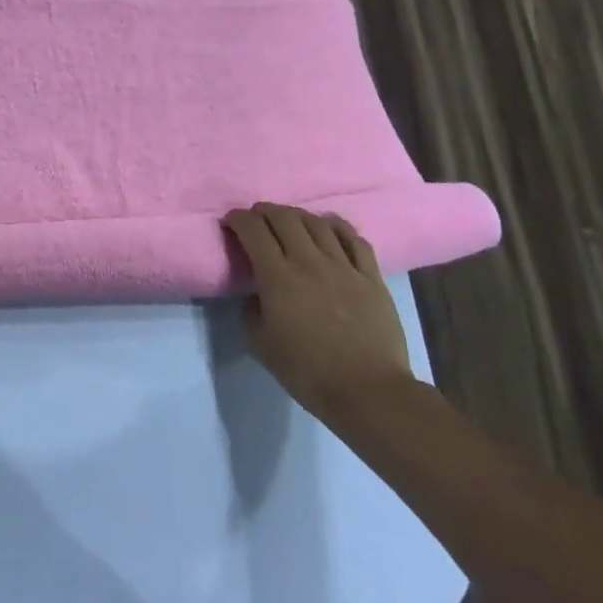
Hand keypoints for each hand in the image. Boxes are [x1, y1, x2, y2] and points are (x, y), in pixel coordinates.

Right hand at [221, 203, 412, 421]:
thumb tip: (258, 294)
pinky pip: (354, 240)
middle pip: (285, 218)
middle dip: (265, 211)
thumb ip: (252, 310)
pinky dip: (336, 226)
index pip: (253, 231)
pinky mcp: (372, 277)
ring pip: (318, 224)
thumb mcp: (260, 343)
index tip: (230, 221)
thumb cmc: (306, 370)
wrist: (368, 391)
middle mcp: (310, 262)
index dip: (238, 219)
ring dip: (297, 215)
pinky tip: (328, 226)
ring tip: (289, 219)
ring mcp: (344, 267)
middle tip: (256, 217)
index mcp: (278, 277)